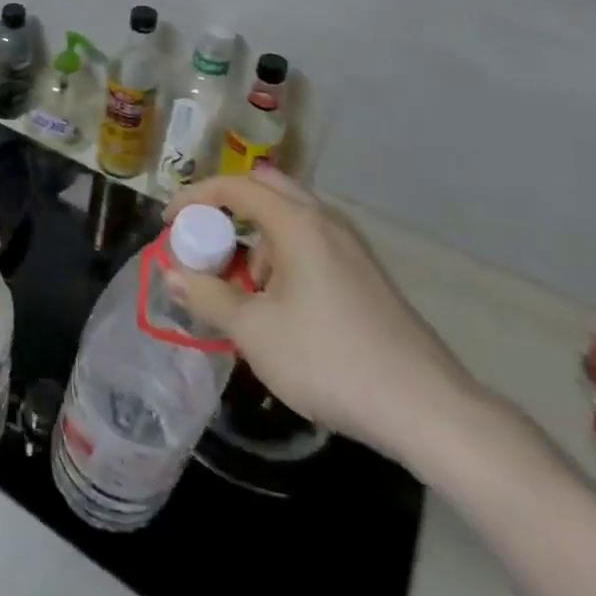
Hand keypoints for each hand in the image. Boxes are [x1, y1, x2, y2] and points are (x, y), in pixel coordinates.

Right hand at [163, 168, 482, 464]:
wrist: (427, 410)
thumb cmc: (329, 360)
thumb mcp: (254, 332)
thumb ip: (207, 296)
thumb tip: (171, 275)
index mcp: (297, 223)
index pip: (235, 185)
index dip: (195, 196)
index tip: (169, 222)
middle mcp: (325, 221)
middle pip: (266, 188)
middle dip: (228, 208)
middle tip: (206, 240)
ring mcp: (351, 246)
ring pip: (291, 218)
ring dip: (257, 238)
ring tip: (245, 289)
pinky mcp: (366, 274)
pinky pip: (311, 243)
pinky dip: (283, 256)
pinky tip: (283, 308)